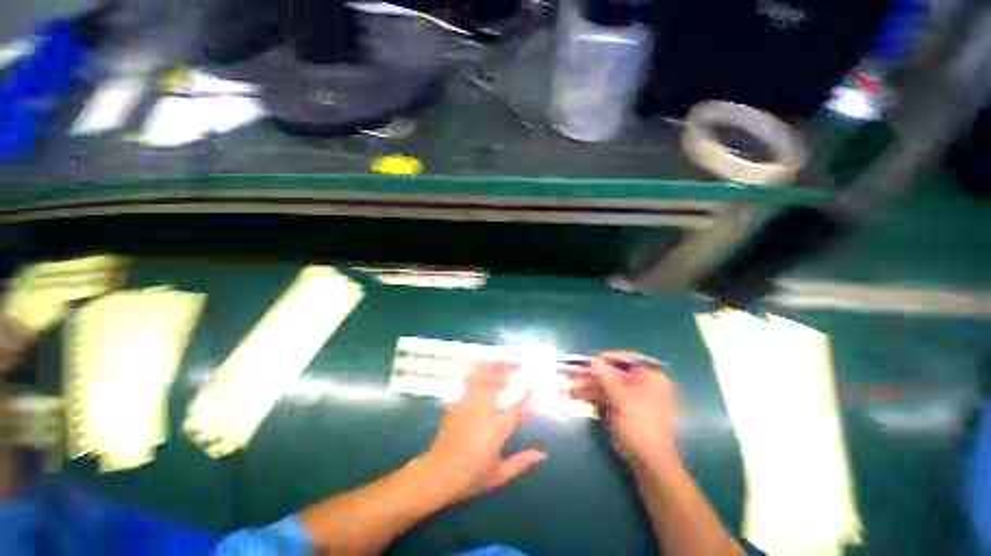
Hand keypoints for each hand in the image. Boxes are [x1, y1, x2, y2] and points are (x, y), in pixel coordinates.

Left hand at [419, 361, 546, 504]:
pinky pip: (469, 382)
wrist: (437, 473)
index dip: (527, 396)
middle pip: (496, 381)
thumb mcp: (499, 475)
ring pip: (480, 376)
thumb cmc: (470, 476)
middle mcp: (484, 411)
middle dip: (507, 368)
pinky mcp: (457, 404)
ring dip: (492, 366)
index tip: (534, 387)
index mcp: (497, 429)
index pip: (517, 408)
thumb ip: (521, 462)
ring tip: (500, 362)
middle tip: (517, 364)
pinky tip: (482, 372)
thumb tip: (542, 455)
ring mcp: (468, 404)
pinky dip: (478, 373)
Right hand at [569, 351, 680, 467]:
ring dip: (591, 386)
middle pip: (616, 373)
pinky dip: (595, 396)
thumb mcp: (621, 399)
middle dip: (594, 375)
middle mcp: (644, 384)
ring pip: (609, 385)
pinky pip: (609, 396)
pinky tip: (579, 396)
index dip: (609, 358)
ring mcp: (635, 397)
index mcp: (652, 378)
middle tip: (576, 374)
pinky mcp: (626, 409)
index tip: (591, 360)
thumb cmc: (640, 426)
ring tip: (573, 389)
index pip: (629, 359)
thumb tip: (593, 359)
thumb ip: (606, 377)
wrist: (649, 462)